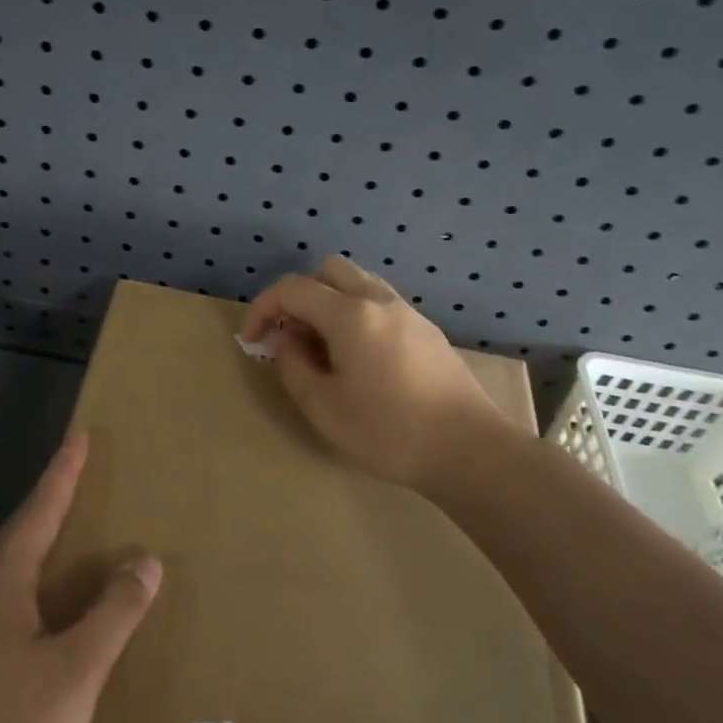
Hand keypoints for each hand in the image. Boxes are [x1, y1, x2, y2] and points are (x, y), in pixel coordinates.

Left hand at [0, 432, 161, 722]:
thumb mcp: (76, 676)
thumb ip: (113, 613)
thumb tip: (145, 557)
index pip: (36, 514)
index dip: (60, 475)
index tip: (77, 438)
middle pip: (8, 548)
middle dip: (41, 519)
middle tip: (69, 499)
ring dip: (20, 572)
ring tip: (48, 576)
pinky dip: (2, 621)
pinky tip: (10, 654)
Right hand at [240, 255, 528, 492]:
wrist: (471, 451)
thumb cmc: (389, 432)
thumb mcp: (324, 407)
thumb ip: (293, 365)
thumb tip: (287, 339)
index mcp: (351, 314)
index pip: (292, 288)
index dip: (262, 308)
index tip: (251, 340)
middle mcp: (380, 301)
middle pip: (328, 271)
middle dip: (298, 296)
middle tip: (290, 336)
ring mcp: (408, 314)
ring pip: (357, 285)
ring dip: (329, 304)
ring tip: (321, 350)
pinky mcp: (427, 332)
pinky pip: (379, 305)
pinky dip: (355, 316)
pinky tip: (357, 360)